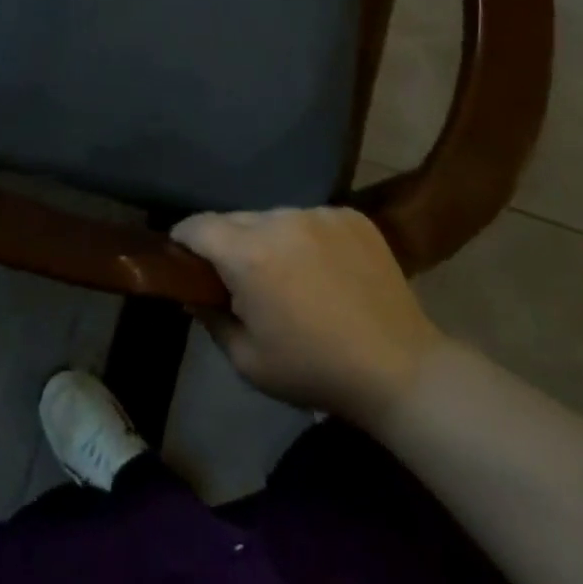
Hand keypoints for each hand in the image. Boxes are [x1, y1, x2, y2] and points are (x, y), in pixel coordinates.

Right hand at [172, 207, 445, 433]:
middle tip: (238, 279)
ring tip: (288, 276)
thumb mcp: (248, 360)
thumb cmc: (315, 370)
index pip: (197, 226)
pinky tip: (324, 270)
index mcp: (248, 253)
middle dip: (227, 244)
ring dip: (268, 239)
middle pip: (234, 219)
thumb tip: (191, 292)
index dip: (182, 239)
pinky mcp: (350, 215)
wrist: (400, 369)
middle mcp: (279, 219)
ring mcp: (318, 213)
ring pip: (273, 218)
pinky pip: (310, 219)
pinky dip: (306, 238)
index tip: (182, 257)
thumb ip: (210, 318)